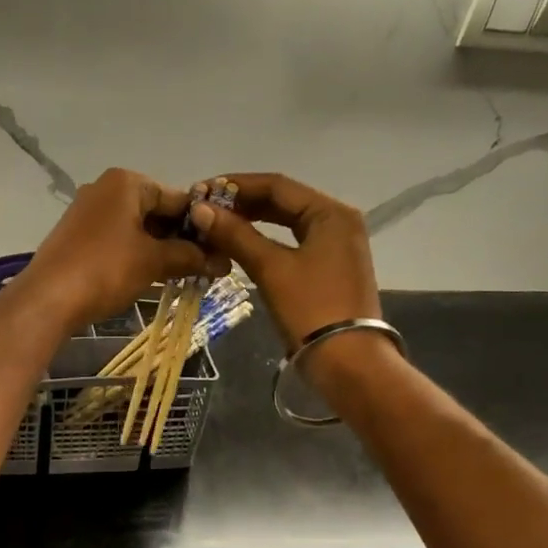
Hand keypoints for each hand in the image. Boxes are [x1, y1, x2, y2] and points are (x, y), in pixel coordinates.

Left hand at [17, 168, 226, 331]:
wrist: (48, 299)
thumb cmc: (106, 270)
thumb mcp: (154, 262)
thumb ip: (190, 256)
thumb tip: (223, 261)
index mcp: (126, 182)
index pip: (178, 198)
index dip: (202, 226)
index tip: (221, 251)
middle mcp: (105, 189)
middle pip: (156, 212)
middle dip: (181, 240)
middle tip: (206, 267)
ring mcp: (87, 213)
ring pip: (137, 229)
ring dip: (160, 251)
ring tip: (184, 276)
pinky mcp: (77, 237)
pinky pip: (117, 241)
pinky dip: (137, 256)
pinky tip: (152, 278)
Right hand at [186, 173, 381, 348]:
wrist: (347, 361)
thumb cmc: (311, 308)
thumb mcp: (271, 268)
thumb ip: (236, 235)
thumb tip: (200, 209)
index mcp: (330, 212)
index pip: (277, 185)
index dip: (236, 185)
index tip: (200, 190)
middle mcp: (337, 221)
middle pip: (282, 202)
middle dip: (242, 204)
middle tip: (203, 210)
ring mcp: (335, 246)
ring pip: (285, 224)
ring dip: (250, 223)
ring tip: (215, 227)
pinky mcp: (328, 269)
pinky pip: (290, 244)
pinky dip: (263, 242)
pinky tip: (238, 248)